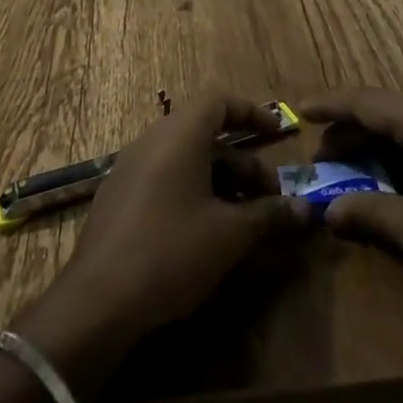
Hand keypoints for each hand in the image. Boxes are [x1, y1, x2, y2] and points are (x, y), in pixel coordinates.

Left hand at [15, 94, 310, 393]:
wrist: (97, 302)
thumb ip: (269, 216)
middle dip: (243, 162)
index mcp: (179, 134)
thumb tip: (305, 210)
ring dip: (221, 182)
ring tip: (244, 222)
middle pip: (206, 134)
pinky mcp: (119, 199)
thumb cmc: (170, 251)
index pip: (219, 100)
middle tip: (269, 198)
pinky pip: (165, 180)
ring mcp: (131, 169)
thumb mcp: (229, 235)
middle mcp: (153, 140)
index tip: (277, 133)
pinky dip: (194, 193)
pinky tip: (207, 235)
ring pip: (186, 160)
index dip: (251, 112)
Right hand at [300, 88, 402, 341]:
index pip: (366, 102)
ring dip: (380, 143)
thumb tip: (329, 210)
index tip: (298, 110)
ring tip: (355, 170)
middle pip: (388, 110)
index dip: (330, 105)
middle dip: (352, 130)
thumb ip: (371, 215)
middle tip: (322, 156)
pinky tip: (400, 180)